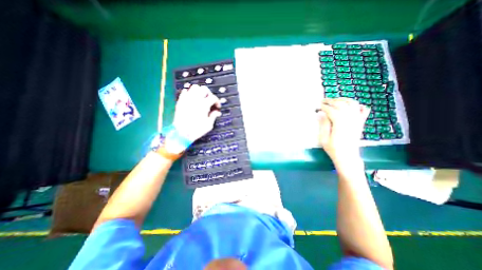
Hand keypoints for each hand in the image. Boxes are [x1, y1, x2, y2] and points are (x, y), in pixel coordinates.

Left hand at [172, 84, 220, 142]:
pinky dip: (189, 93)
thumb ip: (213, 116)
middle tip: (210, 100)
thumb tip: (217, 112)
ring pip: (195, 87)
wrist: (181, 133)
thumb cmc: (196, 130)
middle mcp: (196, 99)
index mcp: (204, 105)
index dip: (217, 101)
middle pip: (204, 89)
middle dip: (209, 94)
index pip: (213, 97)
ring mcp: (187, 99)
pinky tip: (191, 99)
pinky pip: (185, 91)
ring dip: (199, 91)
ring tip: (201, 98)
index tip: (217, 106)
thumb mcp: (209, 125)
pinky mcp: (181, 101)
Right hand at [319, 99, 369, 162]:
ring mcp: (357, 120)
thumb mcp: (324, 138)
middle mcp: (350, 118)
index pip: (331, 110)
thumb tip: (320, 114)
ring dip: (343, 99)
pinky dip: (358, 105)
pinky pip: (363, 110)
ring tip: (335, 100)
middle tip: (323, 101)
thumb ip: (323, 125)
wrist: (348, 156)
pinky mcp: (361, 122)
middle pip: (341, 104)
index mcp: (339, 123)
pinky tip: (352, 105)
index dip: (323, 106)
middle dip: (331, 101)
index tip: (317, 106)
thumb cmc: (333, 148)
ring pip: (352, 104)